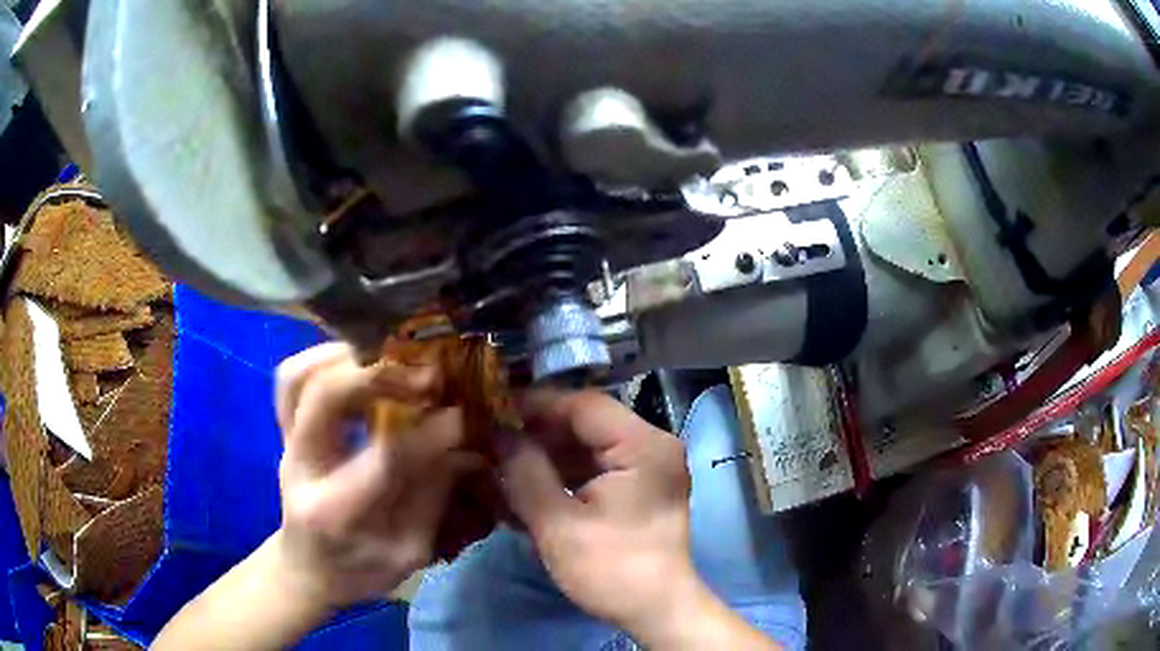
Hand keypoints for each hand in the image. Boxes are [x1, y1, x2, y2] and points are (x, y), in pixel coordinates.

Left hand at [274, 342, 479, 609]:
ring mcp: (286, 442)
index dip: (429, 432)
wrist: (307, 568)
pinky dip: (323, 358)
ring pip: (299, 376)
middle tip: (427, 376)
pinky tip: (358, 362)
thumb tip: (466, 445)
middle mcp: (301, 466)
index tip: (463, 417)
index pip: (383, 458)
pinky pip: (291, 378)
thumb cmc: (359, 571)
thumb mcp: (408, 554)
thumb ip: (433, 498)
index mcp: (335, 511)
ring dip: (349, 358)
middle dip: (381, 375)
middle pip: (325, 396)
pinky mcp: (285, 429)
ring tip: (392, 361)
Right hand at [499, 390, 702, 636]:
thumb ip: (524, 471)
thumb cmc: (611, 570)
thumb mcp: (557, 523)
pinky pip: (596, 468)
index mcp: (643, 446)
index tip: (492, 412)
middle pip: (586, 424)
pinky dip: (564, 475)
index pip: (583, 405)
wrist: (657, 611)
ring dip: (547, 456)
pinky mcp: (640, 487)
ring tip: (503, 466)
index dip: (535, 406)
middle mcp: (652, 445)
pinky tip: (529, 488)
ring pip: (588, 446)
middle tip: (493, 442)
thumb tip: (497, 430)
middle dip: (537, 434)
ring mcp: (649, 466)